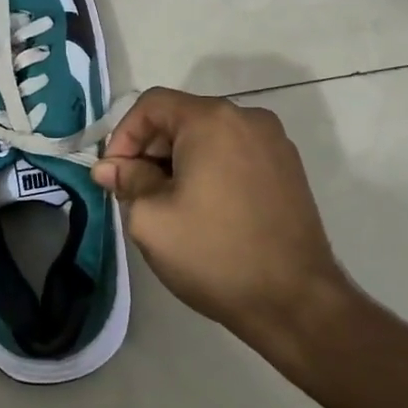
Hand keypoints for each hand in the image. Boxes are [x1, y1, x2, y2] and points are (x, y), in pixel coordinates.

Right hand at [91, 89, 356, 347]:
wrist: (297, 303)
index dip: (123, 136)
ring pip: (208, 138)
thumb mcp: (151, 218)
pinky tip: (204, 210)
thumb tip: (110, 168)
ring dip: (179, 163)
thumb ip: (127, 181)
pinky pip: (234, 154)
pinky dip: (210, 171)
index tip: (114, 176)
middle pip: (181, 118)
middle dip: (150, 152)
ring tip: (168, 206)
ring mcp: (274, 143)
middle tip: (135, 194)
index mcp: (212, 120)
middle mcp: (247, 118)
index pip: (151, 105)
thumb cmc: (214, 254)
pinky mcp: (288, 169)